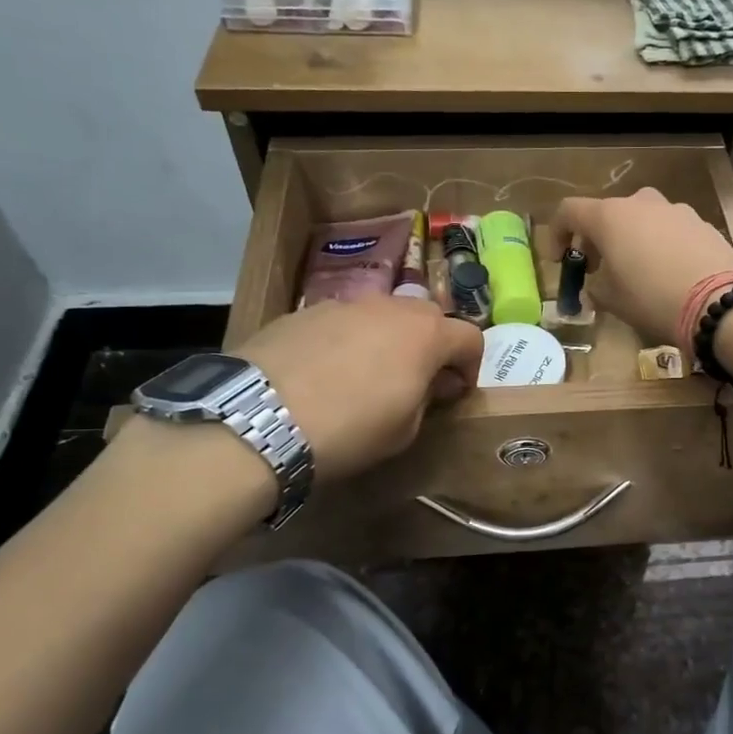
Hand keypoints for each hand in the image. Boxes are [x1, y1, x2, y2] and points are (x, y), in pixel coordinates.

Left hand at [230, 296, 482, 481]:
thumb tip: (432, 383)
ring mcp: (345, 304)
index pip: (470, 337)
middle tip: (418, 380)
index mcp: (426, 334)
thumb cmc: (350, 428)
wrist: (261, 417)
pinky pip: (343, 321)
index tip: (455, 392)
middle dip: (432, 345)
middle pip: (428, 316)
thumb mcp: (405, 430)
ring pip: (382, 314)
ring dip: (388, 339)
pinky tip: (325, 372)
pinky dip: (347, 340)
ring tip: (367, 374)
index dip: (471, 366)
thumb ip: (428, 398)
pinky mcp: (305, 311)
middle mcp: (391, 307)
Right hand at [557, 189, 732, 344]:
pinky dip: (662, 246)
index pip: (569, 211)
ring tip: (637, 273)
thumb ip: (596, 287)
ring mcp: (676, 210)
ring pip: (643, 220)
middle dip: (598, 239)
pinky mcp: (704, 224)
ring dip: (632, 240)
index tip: (560, 261)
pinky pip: (671, 231)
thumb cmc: (652, 298)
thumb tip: (597, 284)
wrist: (719, 302)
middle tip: (598, 269)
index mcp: (610, 216)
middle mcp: (642, 203)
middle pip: (609, 213)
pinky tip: (669, 275)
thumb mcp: (612, 300)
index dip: (557, 234)